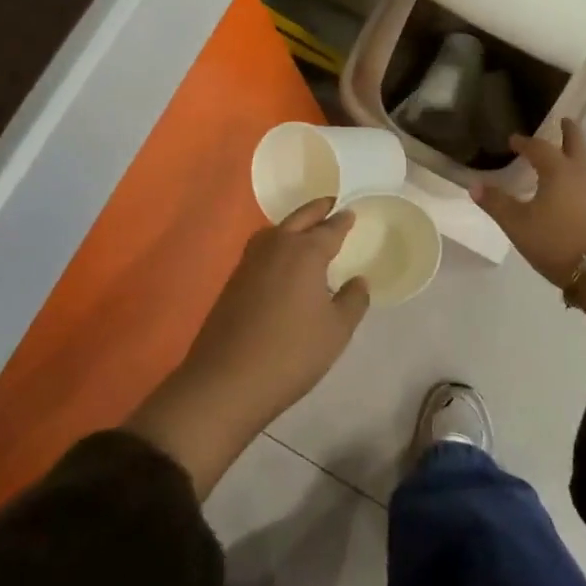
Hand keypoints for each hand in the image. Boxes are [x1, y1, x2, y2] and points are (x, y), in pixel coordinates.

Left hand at [127, 198, 369, 496]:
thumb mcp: (336, 331)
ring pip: (276, 231)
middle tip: (331, 204)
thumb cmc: (291, 353)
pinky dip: (276, 245)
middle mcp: (277, 246)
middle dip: (317, 210)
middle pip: (300, 218)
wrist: (226, 381)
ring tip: (306, 231)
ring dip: (293, 225)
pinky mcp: (233, 281)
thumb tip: (359, 281)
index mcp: (306, 252)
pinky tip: (282, 263)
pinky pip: (262, 250)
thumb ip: (353, 301)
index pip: (330, 229)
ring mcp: (250, 262)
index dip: (343, 221)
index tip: (351, 213)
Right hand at [472, 118, 585, 286]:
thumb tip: (475, 185)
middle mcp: (579, 174)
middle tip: (563, 120)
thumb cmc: (556, 241)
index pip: (539, 147)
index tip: (513, 140)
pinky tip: (566, 188)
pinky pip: (585, 181)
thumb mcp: (518, 224)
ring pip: (583, 162)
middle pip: (575, 144)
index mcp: (557, 170)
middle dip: (568, 131)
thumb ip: (496, 203)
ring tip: (560, 154)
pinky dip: (575, 174)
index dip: (524, 142)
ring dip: (572, 153)